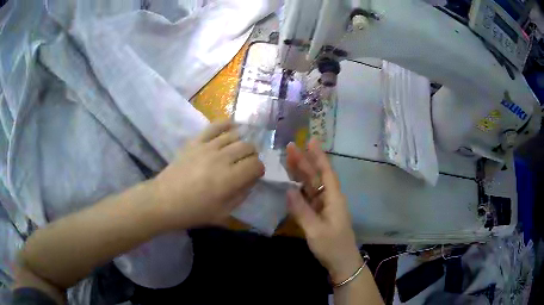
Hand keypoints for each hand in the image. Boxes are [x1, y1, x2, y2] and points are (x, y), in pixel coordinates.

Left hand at [152, 121, 264, 229]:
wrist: (164, 200)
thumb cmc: (193, 211)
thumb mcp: (222, 213)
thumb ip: (241, 196)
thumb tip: (251, 181)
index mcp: (229, 179)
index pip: (255, 165)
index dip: (259, 169)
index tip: (255, 175)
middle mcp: (222, 158)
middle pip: (247, 147)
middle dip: (252, 155)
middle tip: (247, 163)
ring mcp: (207, 147)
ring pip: (235, 135)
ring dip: (242, 141)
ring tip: (240, 149)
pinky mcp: (196, 141)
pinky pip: (215, 127)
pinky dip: (226, 124)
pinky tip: (233, 126)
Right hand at [286, 139, 361, 283]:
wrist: (342, 263)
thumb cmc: (332, 246)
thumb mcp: (315, 230)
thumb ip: (302, 210)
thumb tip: (288, 190)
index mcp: (334, 199)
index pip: (326, 172)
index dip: (319, 156)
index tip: (310, 141)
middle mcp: (330, 199)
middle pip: (317, 176)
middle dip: (305, 162)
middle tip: (290, 147)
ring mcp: (325, 207)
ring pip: (312, 185)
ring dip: (301, 173)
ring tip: (288, 160)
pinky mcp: (320, 214)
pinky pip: (309, 197)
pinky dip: (300, 189)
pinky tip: (292, 184)